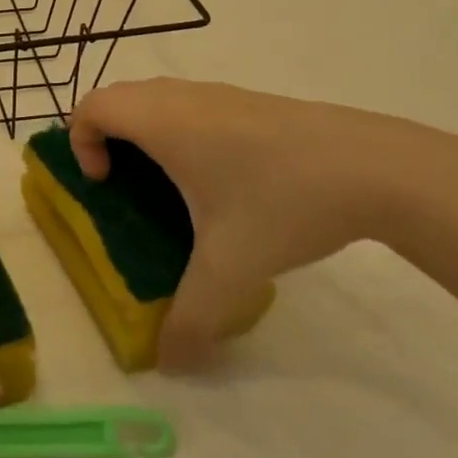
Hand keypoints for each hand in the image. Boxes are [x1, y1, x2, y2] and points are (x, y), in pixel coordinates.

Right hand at [68, 80, 457, 369]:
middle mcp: (185, 97)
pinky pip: (192, 105)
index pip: (94, 105)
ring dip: (145, 132)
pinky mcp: (252, 101)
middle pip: (121, 97)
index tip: (104, 184)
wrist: (376, 166)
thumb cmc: (283, 201)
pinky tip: (221, 179)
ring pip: (159, 97)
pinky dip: (180, 130)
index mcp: (164, 122)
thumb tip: (170, 364)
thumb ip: (192, 319)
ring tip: (168, 186)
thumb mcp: (231, 268)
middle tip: (122, 186)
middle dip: (107, 136)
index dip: (81, 140)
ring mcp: (222, 94)